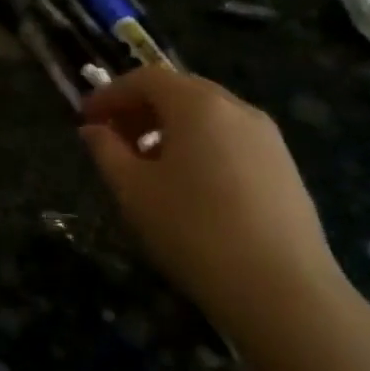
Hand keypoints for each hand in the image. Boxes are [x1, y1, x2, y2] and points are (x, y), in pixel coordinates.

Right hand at [79, 69, 353, 349]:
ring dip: (169, 128)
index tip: (85, 118)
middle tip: (112, 138)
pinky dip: (199, 146)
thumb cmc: (194, 231)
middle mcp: (237, 108)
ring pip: (207, 116)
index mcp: (198, 104)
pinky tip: (188, 186)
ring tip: (146, 165)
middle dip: (140, 109)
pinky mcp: (284, 167)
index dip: (110, 94)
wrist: (283, 291)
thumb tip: (93, 130)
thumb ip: (106, 151)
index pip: (145, 79)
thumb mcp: (133, 190)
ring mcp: (268, 137)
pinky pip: (230, 139)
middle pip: (179, 91)